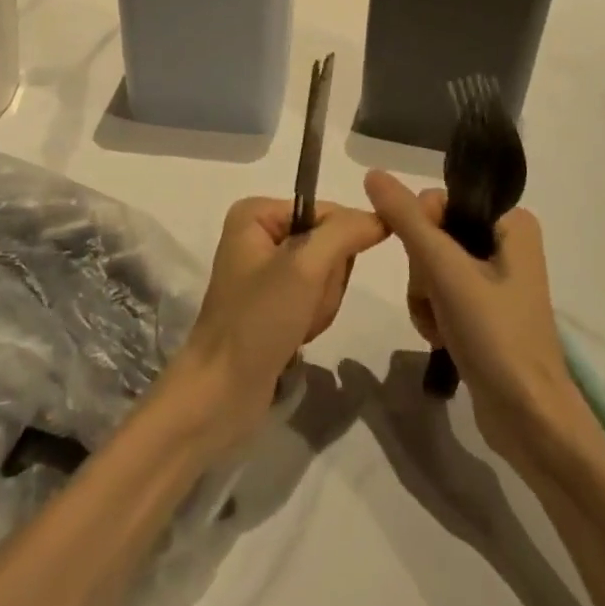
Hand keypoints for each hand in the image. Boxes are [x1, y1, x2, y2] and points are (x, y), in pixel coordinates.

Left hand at [173, 198, 387, 451]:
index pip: (329, 212)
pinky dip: (314, 318)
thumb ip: (345, 233)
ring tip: (297, 325)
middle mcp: (260, 234)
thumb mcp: (304, 267)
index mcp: (257, 213)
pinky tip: (296, 336)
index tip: (319, 280)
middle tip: (302, 306)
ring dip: (321, 304)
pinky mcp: (273, 302)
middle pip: (329, 244)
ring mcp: (266, 270)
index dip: (340, 246)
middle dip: (326, 281)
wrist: (221, 393)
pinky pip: (314, 297)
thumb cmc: (258, 320)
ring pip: (327, 274)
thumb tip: (382, 216)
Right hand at [364, 170, 585, 467]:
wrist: (529, 418)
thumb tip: (373, 172)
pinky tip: (442, 339)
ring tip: (441, 327)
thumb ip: (407, 220)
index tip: (431, 269)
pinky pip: (439, 292)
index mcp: (510, 222)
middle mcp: (504, 242)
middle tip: (439, 301)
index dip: (421, 233)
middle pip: (431, 234)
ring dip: (423, 297)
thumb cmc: (495, 336)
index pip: (438, 201)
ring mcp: (493, 277)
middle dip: (422, 272)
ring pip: (429, 265)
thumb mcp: (446, 272)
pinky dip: (432, 314)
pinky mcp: (483, 309)